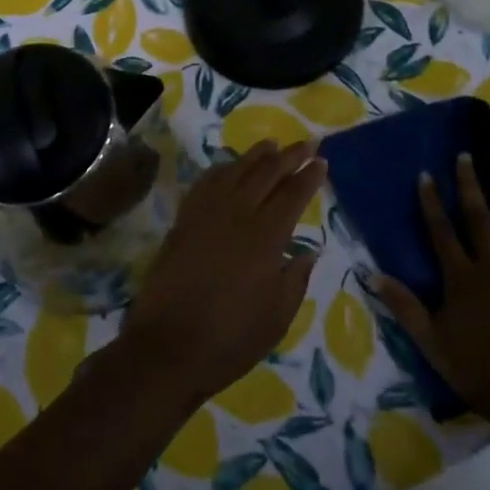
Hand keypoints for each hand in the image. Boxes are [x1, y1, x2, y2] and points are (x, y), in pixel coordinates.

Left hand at [120, 140, 325, 403]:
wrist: (167, 347)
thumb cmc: (230, 339)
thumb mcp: (277, 318)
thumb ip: (296, 279)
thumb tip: (310, 251)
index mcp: (266, 236)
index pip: (293, 194)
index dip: (309, 176)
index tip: (322, 161)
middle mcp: (237, 214)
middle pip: (266, 173)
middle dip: (289, 155)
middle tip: (306, 142)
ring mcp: (206, 214)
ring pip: (235, 170)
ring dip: (256, 155)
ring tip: (271, 143)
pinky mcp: (184, 221)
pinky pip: (206, 183)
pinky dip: (221, 169)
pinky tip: (228, 167)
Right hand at [375, 155, 489, 417]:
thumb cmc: (474, 368)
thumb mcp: (430, 340)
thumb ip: (404, 306)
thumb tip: (372, 275)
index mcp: (461, 277)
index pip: (441, 231)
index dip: (431, 202)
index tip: (426, 174)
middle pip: (480, 220)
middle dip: (471, 186)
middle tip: (467, 157)